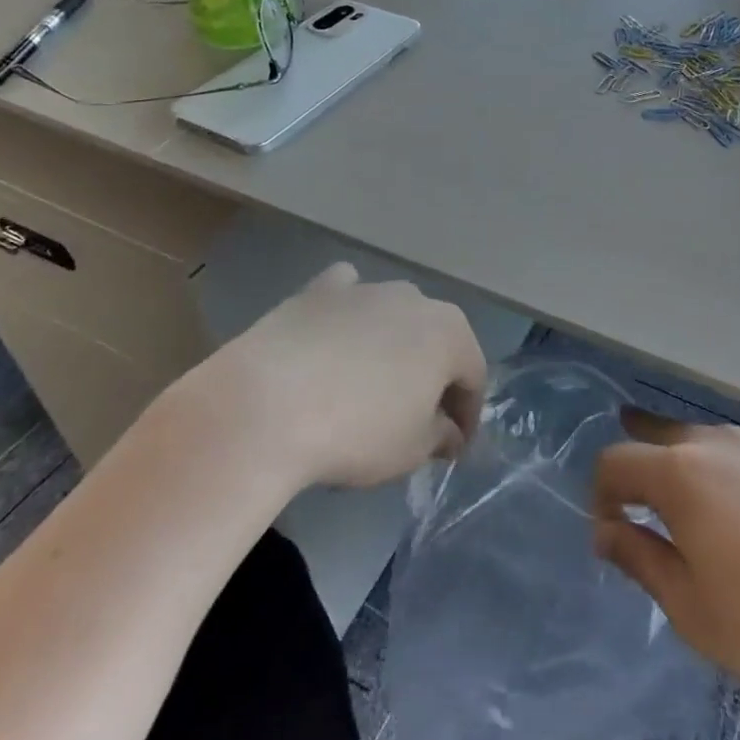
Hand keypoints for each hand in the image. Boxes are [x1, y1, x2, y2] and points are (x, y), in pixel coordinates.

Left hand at [159, 262, 486, 491]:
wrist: (266, 406)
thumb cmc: (356, 432)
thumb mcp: (412, 450)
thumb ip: (440, 436)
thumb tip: (447, 432)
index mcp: (449, 333)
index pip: (473, 375)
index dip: (467, 414)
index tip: (453, 447)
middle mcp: (415, 299)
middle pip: (435, 341)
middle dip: (432, 377)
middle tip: (416, 418)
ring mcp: (366, 288)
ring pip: (392, 317)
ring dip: (391, 346)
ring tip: (368, 387)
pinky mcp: (318, 290)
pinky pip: (346, 295)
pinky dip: (348, 314)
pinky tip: (334, 337)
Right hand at [593, 412, 739, 723]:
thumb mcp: (695, 612)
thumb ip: (640, 559)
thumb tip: (605, 530)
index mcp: (682, 473)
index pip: (616, 460)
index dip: (601, 492)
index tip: (610, 529)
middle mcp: (720, 441)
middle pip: (661, 436)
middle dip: (642, 463)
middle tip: (641, 498)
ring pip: (713, 443)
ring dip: (696, 470)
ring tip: (707, 513)